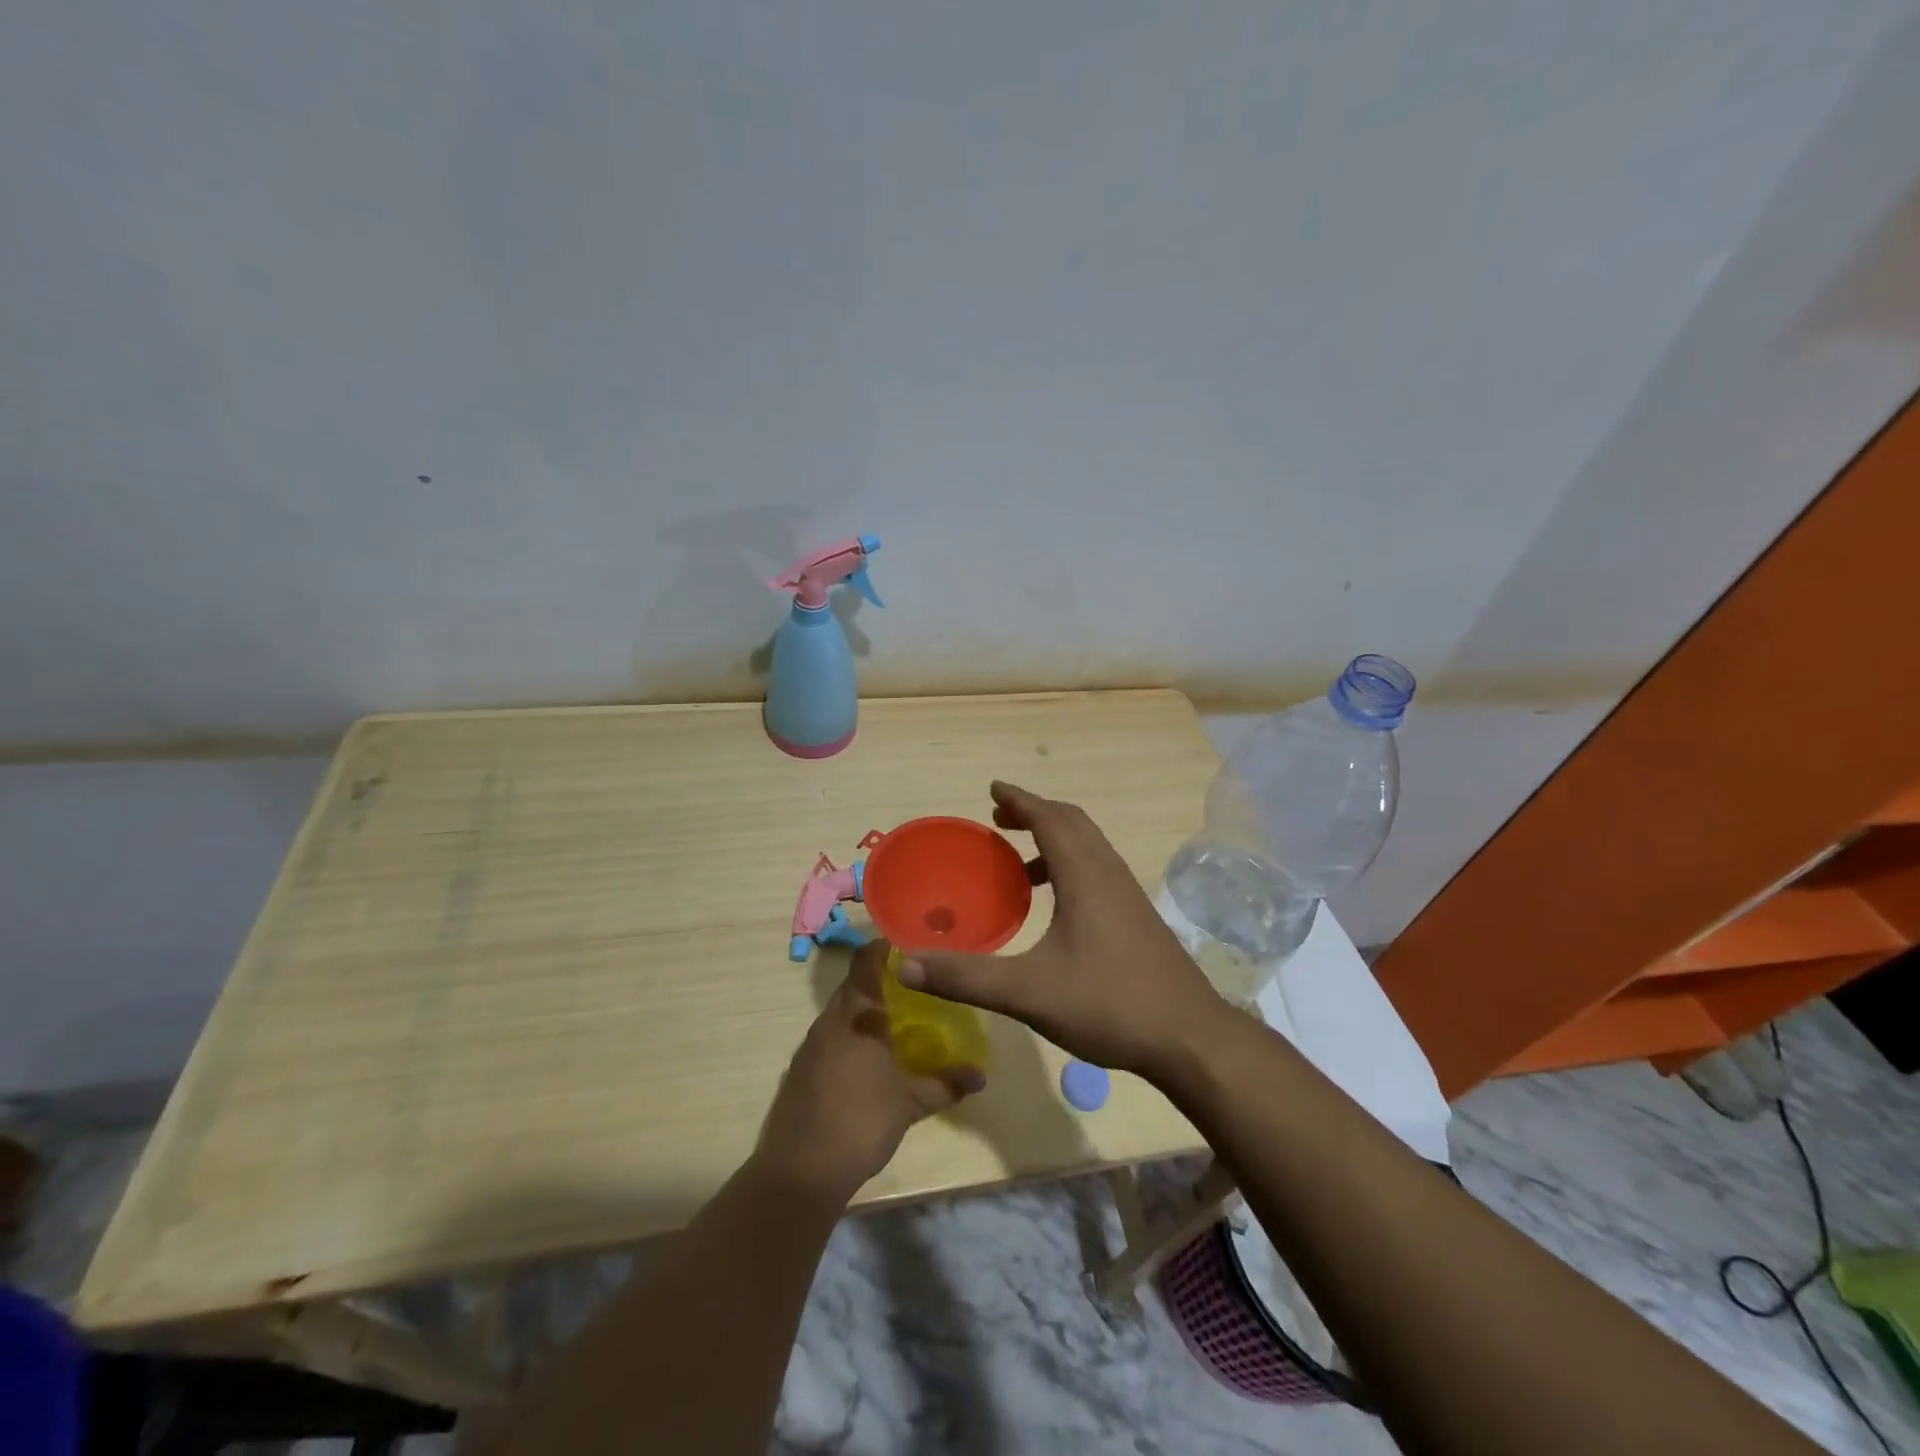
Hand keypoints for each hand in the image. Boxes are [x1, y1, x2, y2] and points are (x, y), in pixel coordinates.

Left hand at [754, 940, 984, 1203]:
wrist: (800, 1172)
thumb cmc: (861, 1121)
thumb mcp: (911, 1103)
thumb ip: (945, 1084)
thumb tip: (981, 1076)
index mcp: (856, 1015)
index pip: (866, 962)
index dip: (884, 948)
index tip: (909, 947)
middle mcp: (829, 1022)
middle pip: (852, 987)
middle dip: (880, 984)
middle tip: (913, 988)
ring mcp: (810, 1047)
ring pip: (840, 1015)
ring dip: (863, 1014)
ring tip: (894, 1023)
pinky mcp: (799, 1072)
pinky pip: (829, 1040)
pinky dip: (849, 1038)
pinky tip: (867, 1061)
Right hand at [897, 781, 1228, 1077]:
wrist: (1190, 1038)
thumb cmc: (1110, 1004)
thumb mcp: (1029, 992)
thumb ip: (967, 977)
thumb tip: (905, 964)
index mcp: (1085, 876)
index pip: (1049, 818)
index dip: (1020, 800)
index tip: (993, 789)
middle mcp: (1109, 874)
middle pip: (1072, 823)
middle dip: (1035, 814)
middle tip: (1000, 819)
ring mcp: (1129, 895)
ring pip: (1089, 847)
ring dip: (1054, 840)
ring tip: (1019, 864)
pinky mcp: (1138, 918)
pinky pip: (1098, 871)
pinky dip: (1070, 867)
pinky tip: (1055, 907)